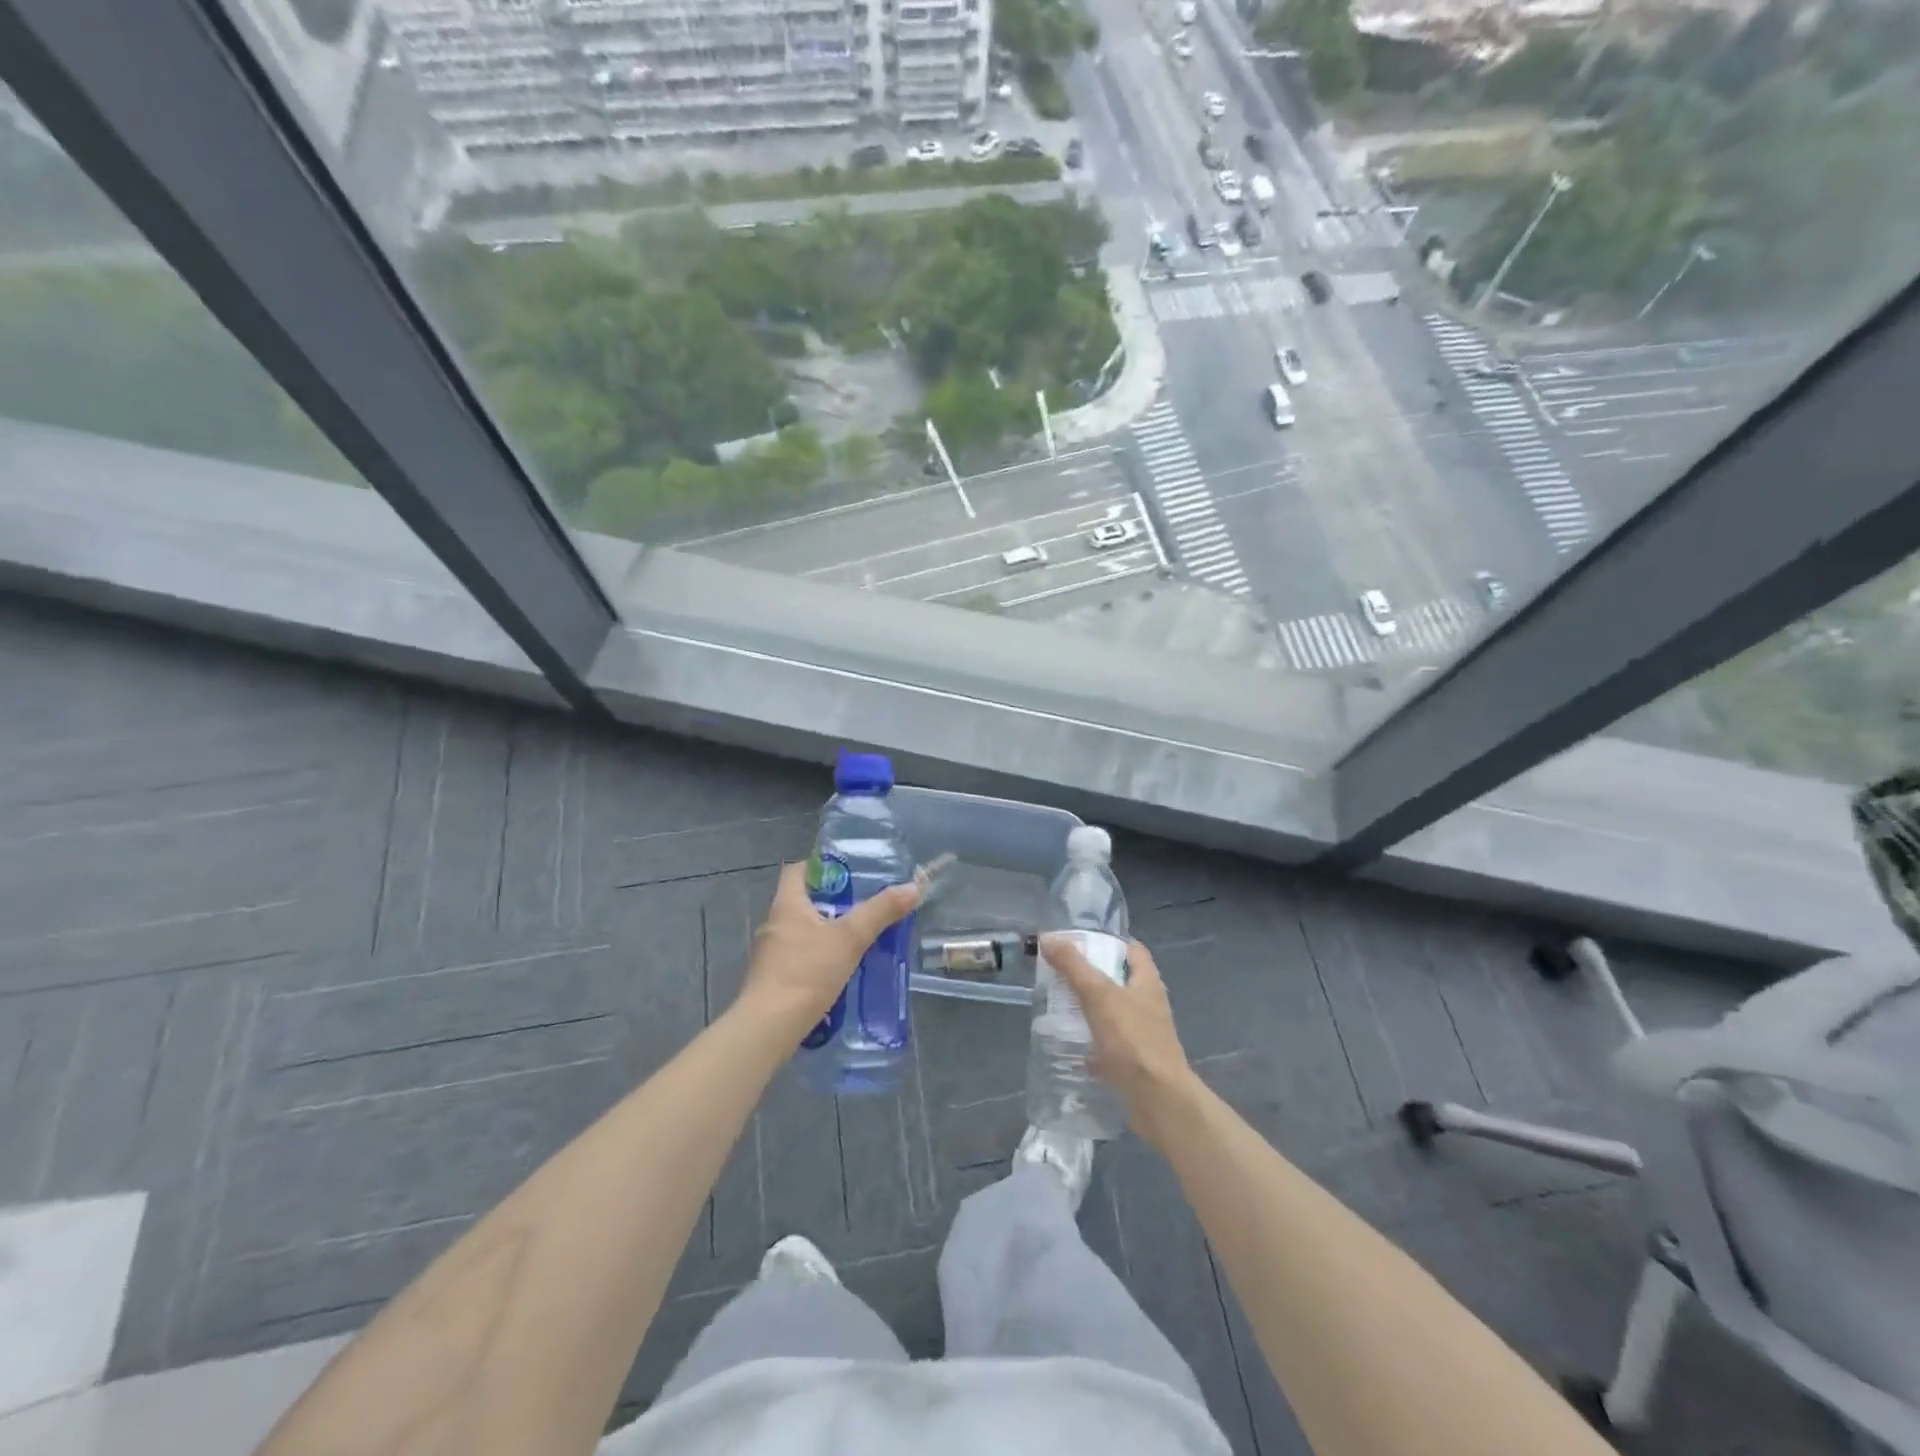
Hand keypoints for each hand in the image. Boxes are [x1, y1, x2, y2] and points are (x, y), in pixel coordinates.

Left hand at [740, 861, 920, 1032]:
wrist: (769, 1028)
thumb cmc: (807, 972)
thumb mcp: (850, 938)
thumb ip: (880, 912)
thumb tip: (912, 887)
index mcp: (787, 904)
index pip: (798, 870)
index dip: (822, 866)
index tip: (850, 873)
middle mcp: (775, 923)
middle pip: (804, 901)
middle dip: (833, 902)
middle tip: (864, 906)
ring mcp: (771, 954)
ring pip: (803, 931)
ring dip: (828, 932)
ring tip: (858, 938)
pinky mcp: (774, 979)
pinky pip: (800, 957)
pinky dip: (820, 957)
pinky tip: (841, 970)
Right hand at [1042, 934, 1196, 1146]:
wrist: (1158, 1100)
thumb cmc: (1133, 1039)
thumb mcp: (1099, 995)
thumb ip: (1073, 966)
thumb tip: (1047, 937)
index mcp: (1147, 982)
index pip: (1132, 950)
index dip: (1108, 942)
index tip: (1079, 943)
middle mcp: (1149, 1005)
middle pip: (1120, 981)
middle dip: (1092, 977)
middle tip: (1060, 974)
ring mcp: (1144, 1035)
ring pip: (1113, 1014)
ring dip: (1090, 1010)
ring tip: (1059, 1007)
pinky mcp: (1136, 1062)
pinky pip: (1110, 1046)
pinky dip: (1091, 1044)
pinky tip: (1070, 1047)